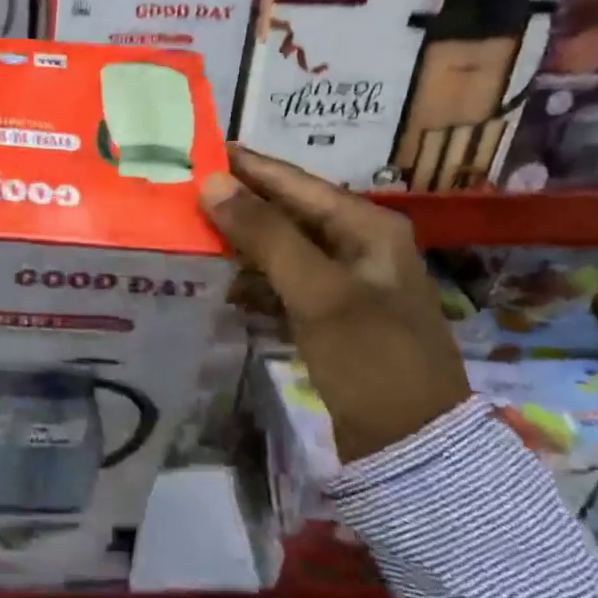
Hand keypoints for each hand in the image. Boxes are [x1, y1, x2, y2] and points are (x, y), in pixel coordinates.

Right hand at [199, 146, 469, 462]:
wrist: (414, 450)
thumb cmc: (371, 359)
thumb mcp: (318, 292)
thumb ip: (266, 234)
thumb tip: (212, 182)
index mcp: (367, 226)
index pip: (295, 182)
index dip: (246, 165)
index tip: (198, 148)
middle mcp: (359, 245)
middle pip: (288, 211)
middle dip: (238, 201)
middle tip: (183, 188)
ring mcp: (347, 282)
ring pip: (283, 246)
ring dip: (240, 239)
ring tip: (189, 226)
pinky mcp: (333, 315)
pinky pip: (284, 280)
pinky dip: (253, 276)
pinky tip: (218, 277)